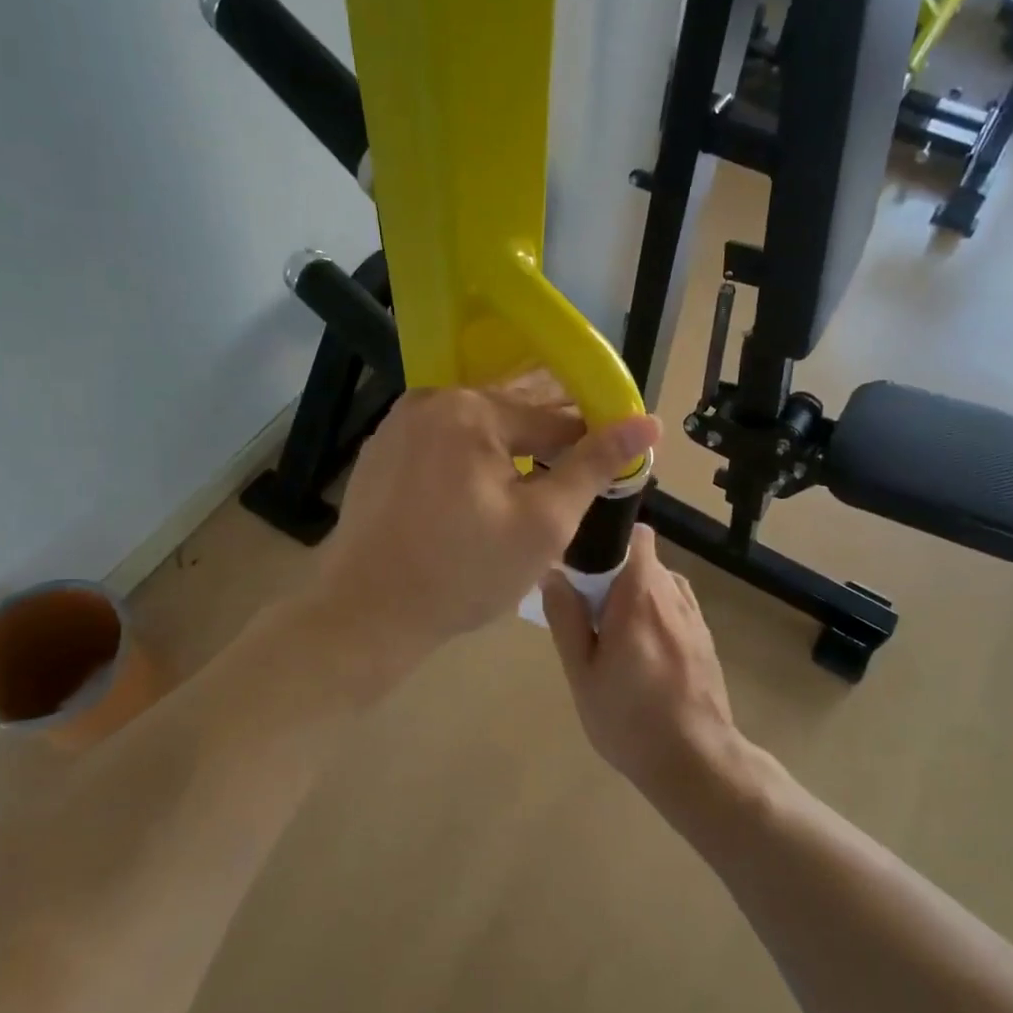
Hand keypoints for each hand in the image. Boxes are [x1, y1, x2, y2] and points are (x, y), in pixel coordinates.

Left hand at [315, 378, 660, 656]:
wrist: (364, 613)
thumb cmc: (463, 573)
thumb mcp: (543, 524)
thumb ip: (594, 467)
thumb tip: (648, 423)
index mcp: (473, 410)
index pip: (555, 417)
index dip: (592, 443)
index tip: (611, 470)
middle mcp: (432, 399)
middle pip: (513, 410)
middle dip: (550, 440)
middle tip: (573, 479)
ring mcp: (399, 423)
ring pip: (476, 424)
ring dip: (510, 446)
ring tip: (535, 482)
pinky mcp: (382, 450)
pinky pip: (443, 439)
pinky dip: (471, 455)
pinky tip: (482, 488)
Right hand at [541, 525, 739, 793]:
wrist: (696, 761)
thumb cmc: (629, 719)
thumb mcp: (582, 673)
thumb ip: (566, 617)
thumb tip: (553, 573)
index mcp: (640, 595)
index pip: (633, 534)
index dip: (606, 538)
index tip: (580, 562)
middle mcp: (672, 594)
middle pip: (641, 558)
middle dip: (612, 572)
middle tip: (585, 609)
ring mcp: (694, 615)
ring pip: (658, 582)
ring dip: (633, 593)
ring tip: (611, 632)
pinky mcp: (705, 636)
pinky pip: (673, 605)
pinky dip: (653, 612)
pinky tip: (639, 650)